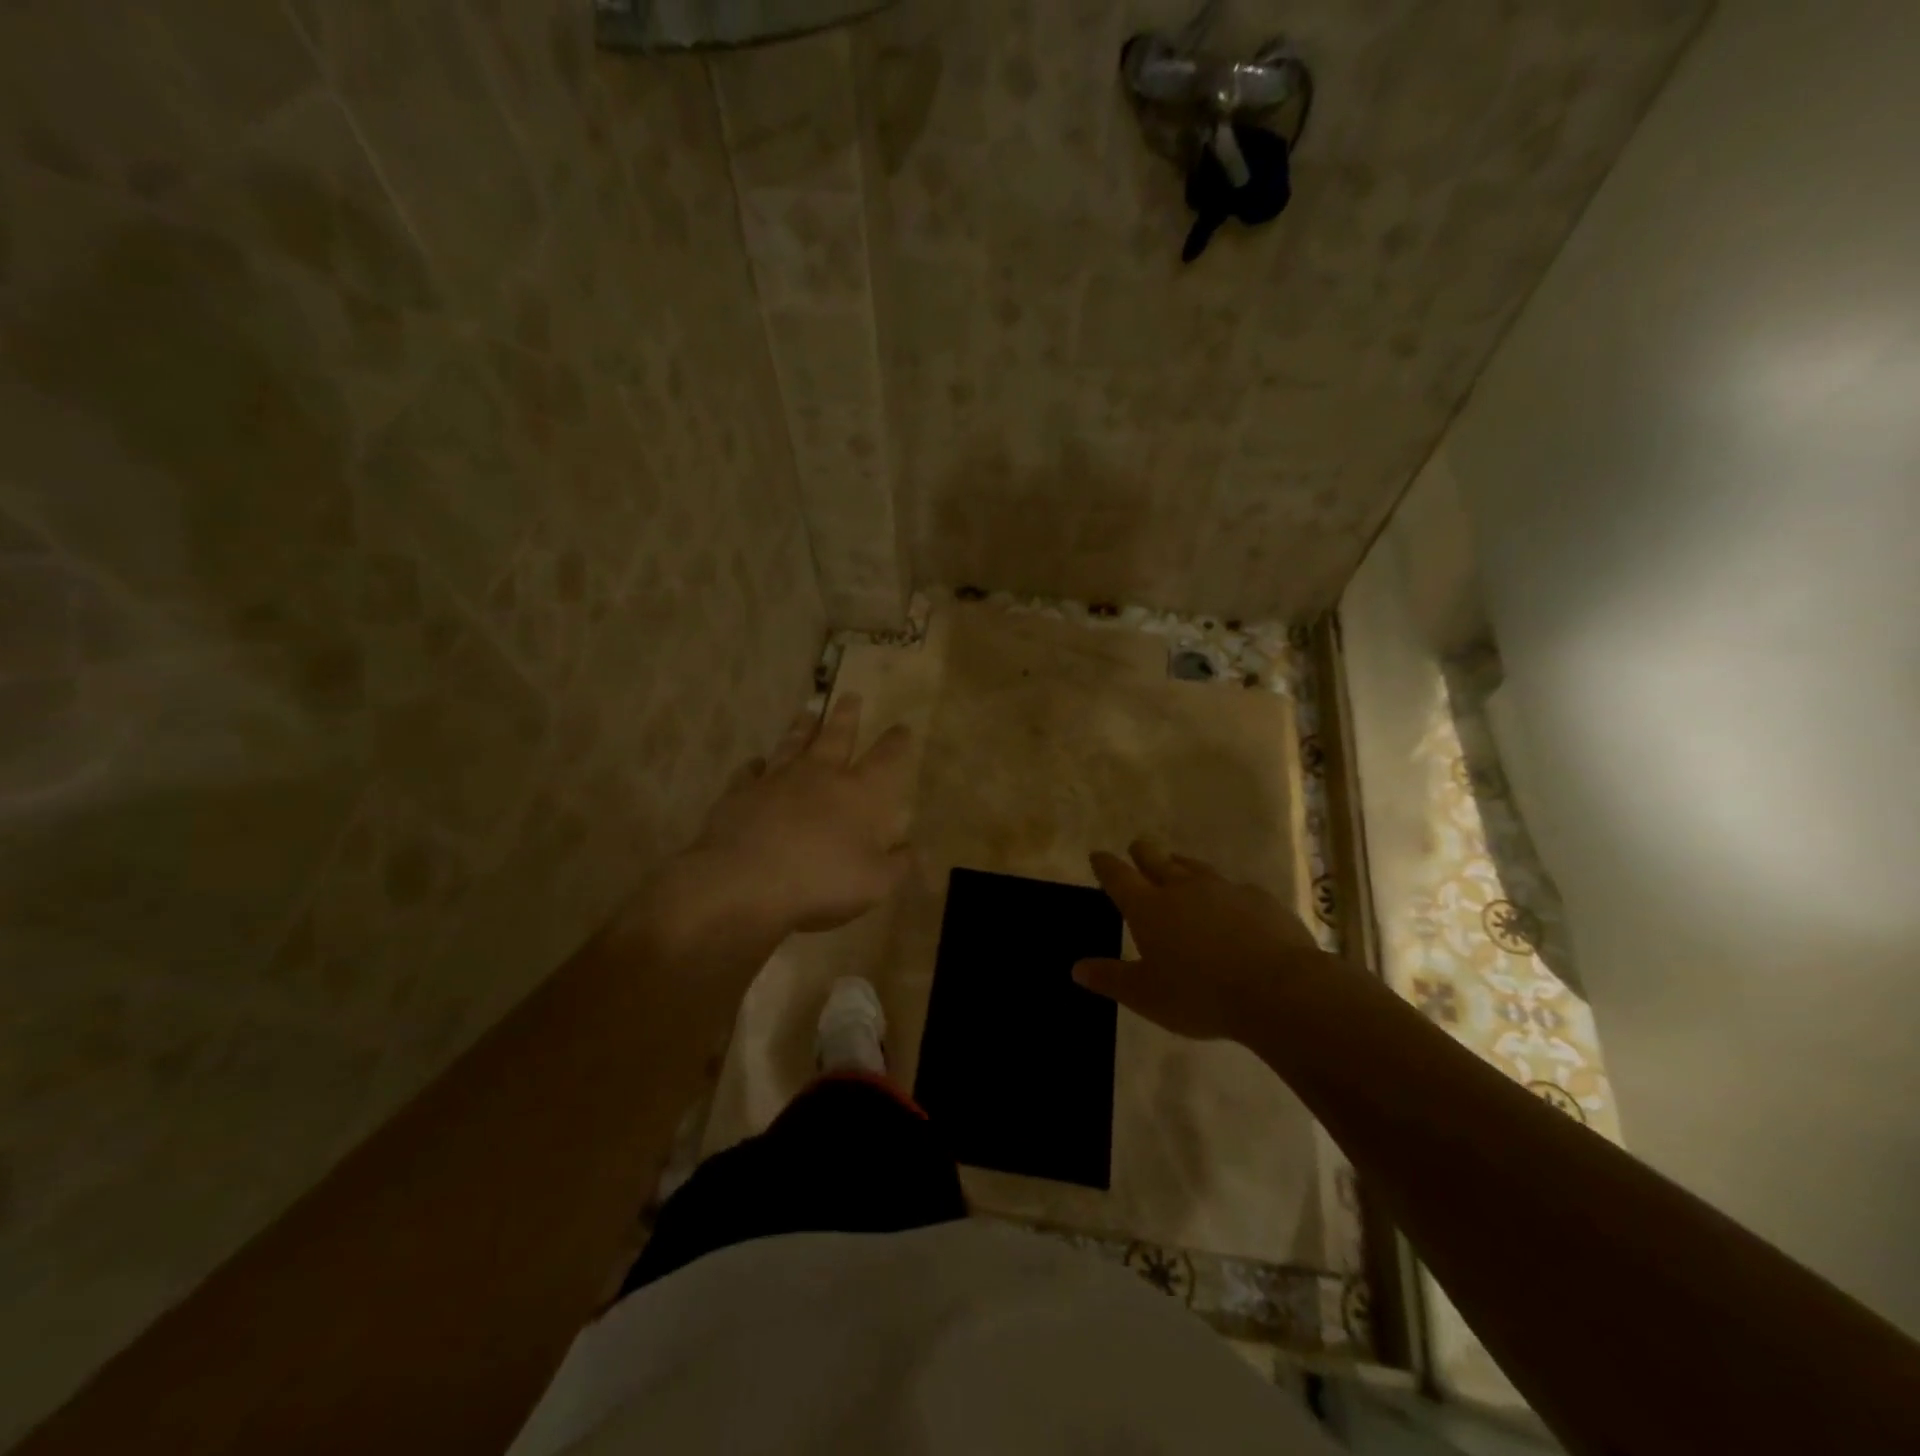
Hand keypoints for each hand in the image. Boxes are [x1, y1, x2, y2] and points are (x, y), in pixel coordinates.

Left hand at [686, 694, 913, 935]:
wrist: (743, 881)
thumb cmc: (819, 881)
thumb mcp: (874, 884)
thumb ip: (898, 866)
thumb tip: (915, 850)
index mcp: (857, 793)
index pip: (884, 759)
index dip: (896, 742)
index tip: (902, 726)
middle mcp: (818, 775)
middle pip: (836, 736)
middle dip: (846, 716)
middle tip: (850, 695)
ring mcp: (776, 779)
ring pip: (793, 744)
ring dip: (802, 728)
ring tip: (808, 711)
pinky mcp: (740, 792)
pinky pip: (750, 771)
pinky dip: (755, 766)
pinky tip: (756, 763)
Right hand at [1073, 841, 1330, 1041]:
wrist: (1279, 989)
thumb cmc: (1200, 995)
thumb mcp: (1146, 996)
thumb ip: (1111, 979)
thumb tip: (1077, 968)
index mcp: (1149, 907)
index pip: (1119, 877)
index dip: (1106, 865)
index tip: (1098, 855)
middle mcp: (1182, 888)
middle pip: (1156, 859)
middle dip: (1142, 852)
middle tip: (1137, 848)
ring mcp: (1224, 889)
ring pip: (1195, 867)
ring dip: (1181, 865)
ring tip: (1177, 866)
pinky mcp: (1259, 899)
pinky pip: (1234, 888)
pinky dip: (1223, 892)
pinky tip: (1230, 904)